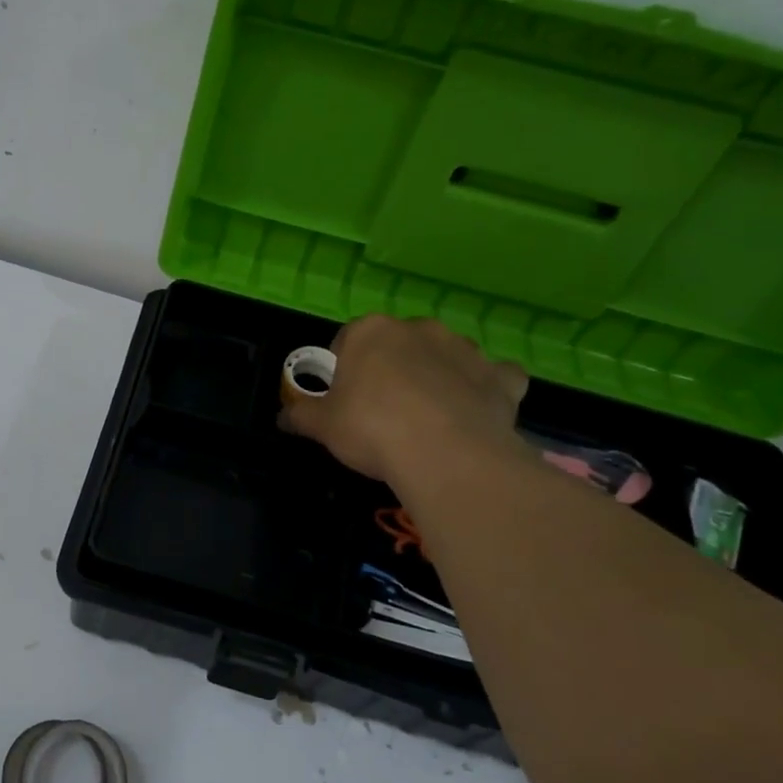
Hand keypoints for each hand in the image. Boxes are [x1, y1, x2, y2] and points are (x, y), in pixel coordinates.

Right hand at [279, 314, 529, 484]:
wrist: (445, 453)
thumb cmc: (371, 428)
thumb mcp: (322, 425)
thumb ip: (300, 415)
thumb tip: (282, 416)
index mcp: (370, 332)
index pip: (347, 340)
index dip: (344, 370)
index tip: (344, 399)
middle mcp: (419, 329)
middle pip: (399, 345)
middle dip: (392, 368)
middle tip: (384, 409)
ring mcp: (465, 350)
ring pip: (447, 356)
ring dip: (438, 375)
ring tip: (430, 417)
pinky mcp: (500, 377)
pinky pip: (495, 377)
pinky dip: (488, 389)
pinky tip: (477, 412)